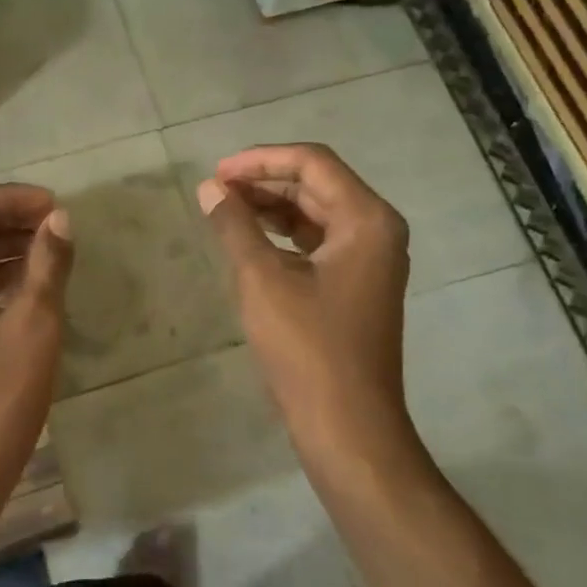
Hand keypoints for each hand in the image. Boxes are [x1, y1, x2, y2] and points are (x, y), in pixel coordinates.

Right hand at [197, 144, 419, 472]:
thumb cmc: (307, 348)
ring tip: (225, 210)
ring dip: (272, 207)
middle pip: (317, 184)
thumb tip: (210, 189)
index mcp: (366, 219)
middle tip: (216, 190)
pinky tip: (251, 241)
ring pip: (316, 213)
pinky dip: (284, 235)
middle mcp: (376, 230)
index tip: (217, 172)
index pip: (312, 163)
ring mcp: (371, 259)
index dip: (261, 160)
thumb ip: (235, 226)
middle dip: (265, 181)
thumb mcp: (262, 279)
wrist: (348, 425)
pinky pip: (319, 242)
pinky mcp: (358, 285)